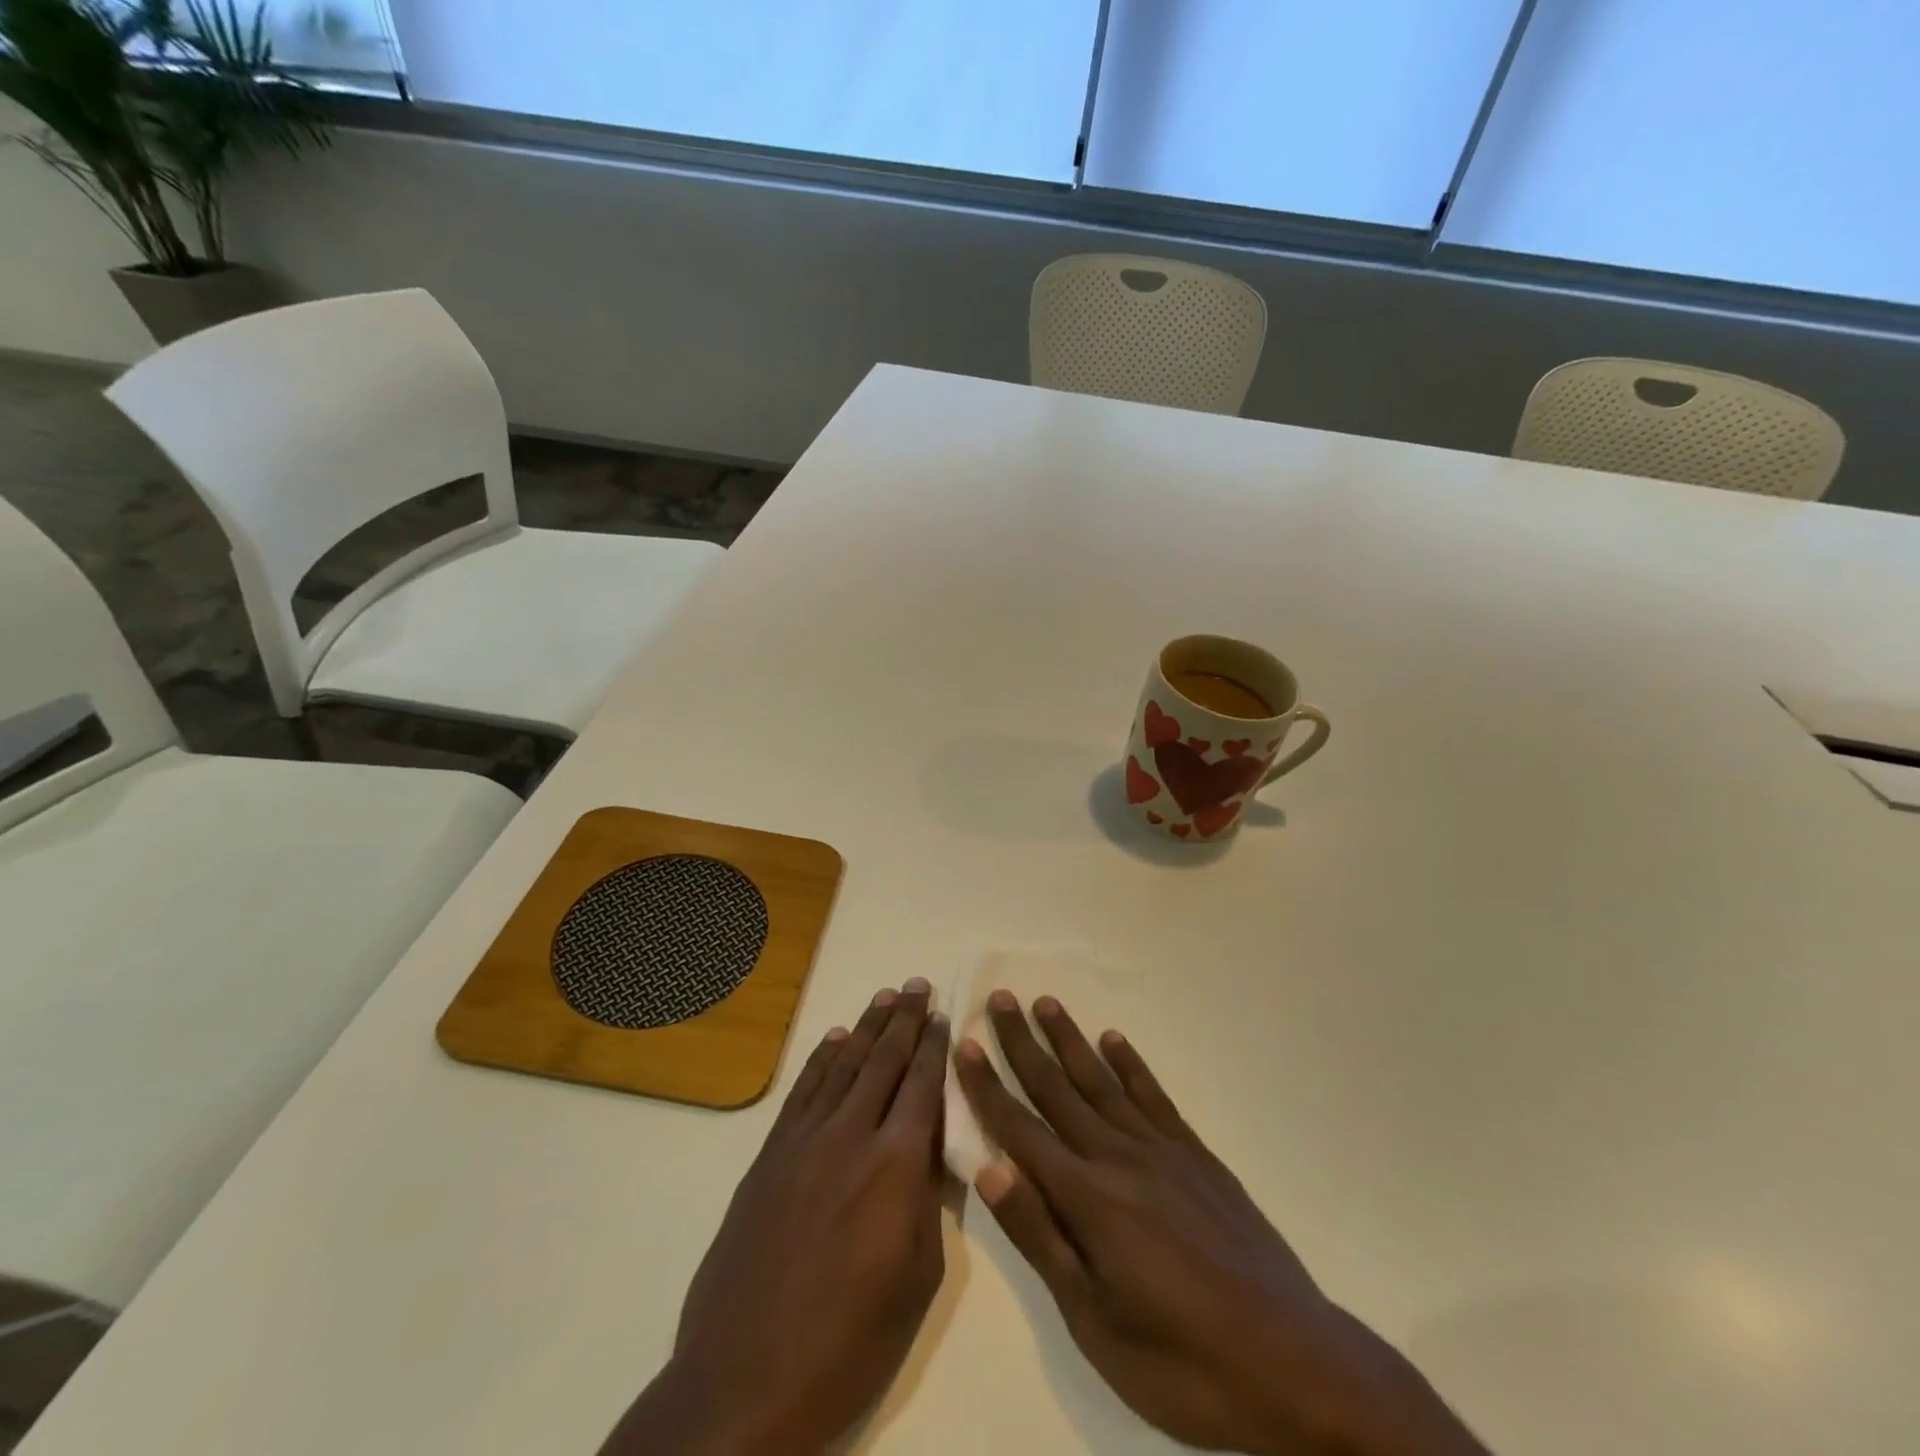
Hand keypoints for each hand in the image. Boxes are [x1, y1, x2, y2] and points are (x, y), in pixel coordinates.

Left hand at [603, 980, 949, 1455]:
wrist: (743, 1380)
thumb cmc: (848, 1343)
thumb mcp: (917, 1279)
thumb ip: (927, 1202)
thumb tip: (927, 1150)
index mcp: (895, 1165)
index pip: (922, 1086)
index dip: (934, 1046)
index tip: (943, 1014)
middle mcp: (851, 1136)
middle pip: (883, 1062)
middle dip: (905, 1020)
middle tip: (918, 985)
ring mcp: (804, 1142)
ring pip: (842, 1066)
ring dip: (866, 1028)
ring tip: (885, 997)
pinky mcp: (769, 1157)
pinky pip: (802, 1092)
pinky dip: (821, 1060)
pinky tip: (834, 1040)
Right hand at [957, 992, 1486, 1455]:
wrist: (1293, 1364)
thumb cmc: (1182, 1361)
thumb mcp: (1095, 1321)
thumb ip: (1042, 1237)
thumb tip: (991, 1168)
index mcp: (1088, 1199)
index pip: (1021, 1129)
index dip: (988, 1086)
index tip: (965, 1044)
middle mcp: (1119, 1157)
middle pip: (1058, 1090)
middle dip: (1023, 1044)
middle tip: (1001, 999)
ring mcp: (1162, 1151)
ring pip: (1102, 1082)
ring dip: (1070, 1040)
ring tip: (1047, 1003)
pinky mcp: (1197, 1156)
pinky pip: (1154, 1097)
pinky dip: (1131, 1064)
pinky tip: (1114, 1040)